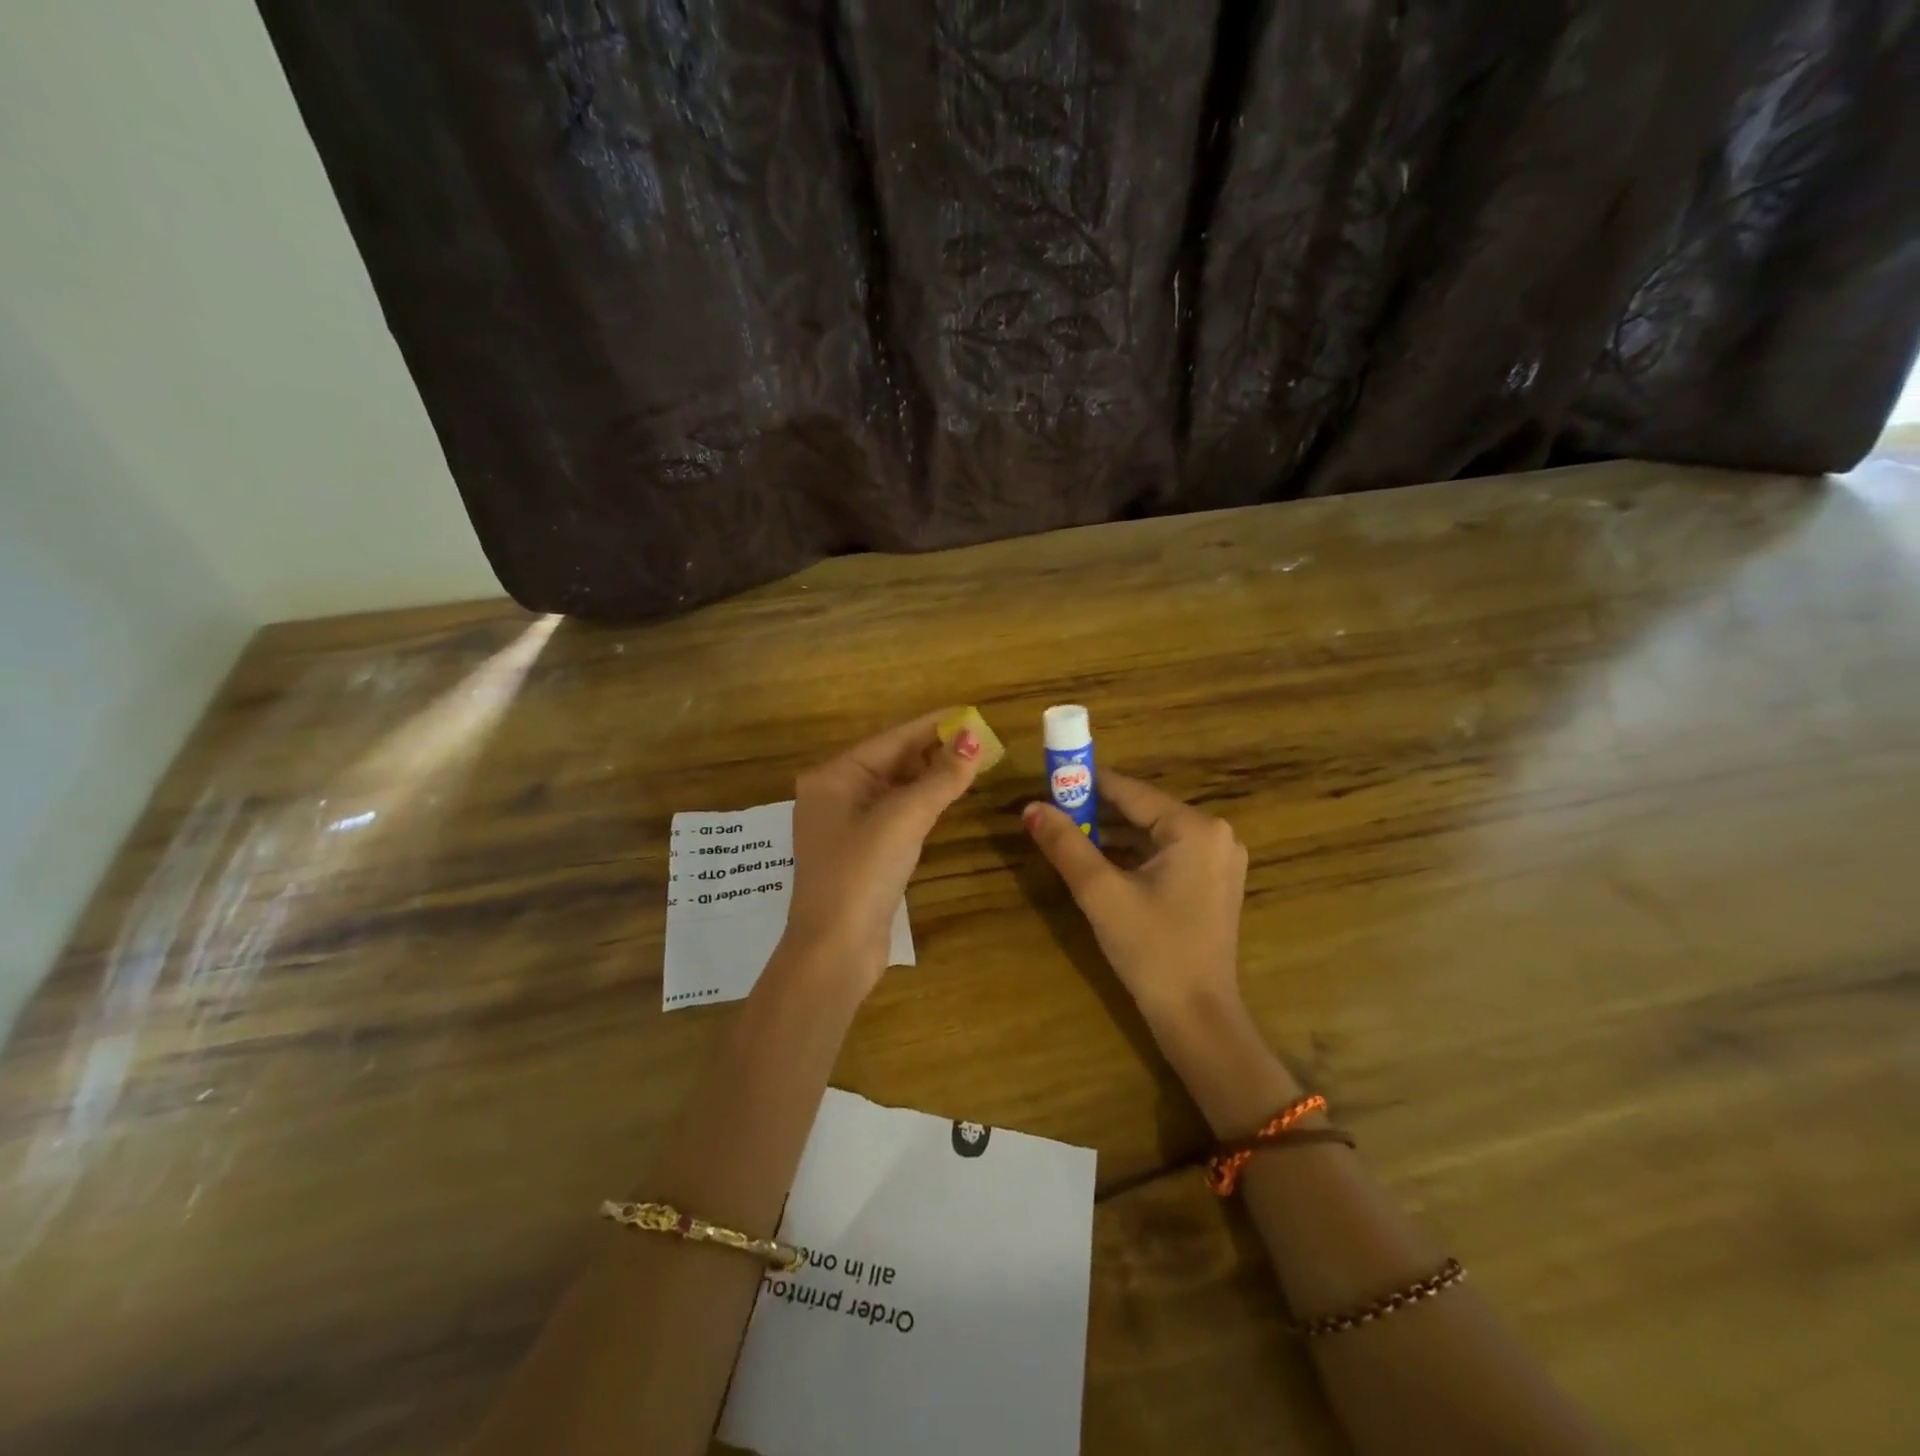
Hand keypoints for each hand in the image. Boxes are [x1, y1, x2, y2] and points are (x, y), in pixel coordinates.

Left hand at [782, 710, 986, 992]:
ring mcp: (846, 826)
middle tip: (980, 740)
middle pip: (892, 761)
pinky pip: (895, 815)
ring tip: (971, 763)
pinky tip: (945, 798)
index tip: (970, 713)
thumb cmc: (862, 873)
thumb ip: (941, 778)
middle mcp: (835, 795)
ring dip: (930, 777)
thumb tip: (974, 739)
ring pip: (895, 789)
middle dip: (934, 750)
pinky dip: (921, 804)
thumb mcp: (903, 819)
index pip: (891, 739)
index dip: (933, 726)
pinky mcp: (861, 853)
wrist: (835, 950)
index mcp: (834, 777)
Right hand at [1024, 770, 1248, 1030]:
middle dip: (1096, 812)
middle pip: (1142, 811)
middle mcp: (1214, 834)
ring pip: (1151, 834)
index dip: (1085, 784)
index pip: (1130, 791)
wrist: (1196, 1017)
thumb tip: (1030, 807)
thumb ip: (1066, 845)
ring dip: (1111, 836)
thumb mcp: (1101, 893)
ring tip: (1067, 837)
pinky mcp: (1212, 882)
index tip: (1048, 781)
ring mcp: (1218, 860)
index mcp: (1195, 828)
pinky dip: (1132, 856)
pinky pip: (1164, 855)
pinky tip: (1099, 864)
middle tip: (1052, 814)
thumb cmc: (1151, 950)